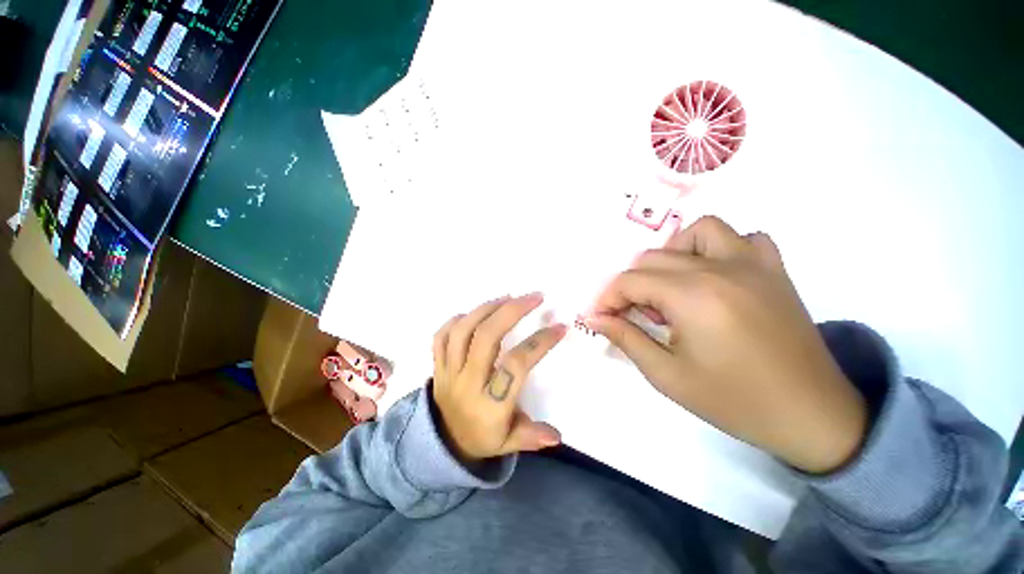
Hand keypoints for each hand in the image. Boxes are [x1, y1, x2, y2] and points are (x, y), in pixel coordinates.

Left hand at [432, 293, 566, 464]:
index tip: (559, 327)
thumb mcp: (509, 444)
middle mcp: (468, 383)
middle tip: (534, 297)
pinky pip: (442, 336)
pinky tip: (477, 312)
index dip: (539, 343)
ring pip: (463, 330)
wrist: (441, 444)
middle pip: (487, 337)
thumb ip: (532, 437)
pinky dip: (459, 319)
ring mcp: (448, 371)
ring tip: (508, 297)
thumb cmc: (482, 438)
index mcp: (490, 405)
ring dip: (487, 308)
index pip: (515, 365)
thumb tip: (557, 435)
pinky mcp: (437, 365)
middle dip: (512, 311)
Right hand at [589, 216, 867, 473]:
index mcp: (693, 297)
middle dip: (632, 285)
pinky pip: (744, 239)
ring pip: (698, 231)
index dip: (608, 298)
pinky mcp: (774, 271)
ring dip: (673, 254)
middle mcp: (720, 269)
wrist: (812, 416)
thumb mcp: (667, 375)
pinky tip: (715, 276)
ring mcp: (753, 265)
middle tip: (637, 315)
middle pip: (653, 258)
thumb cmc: (735, 401)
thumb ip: (626, 338)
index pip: (630, 281)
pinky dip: (720, 248)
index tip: (602, 317)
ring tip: (672, 287)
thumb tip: (595, 318)